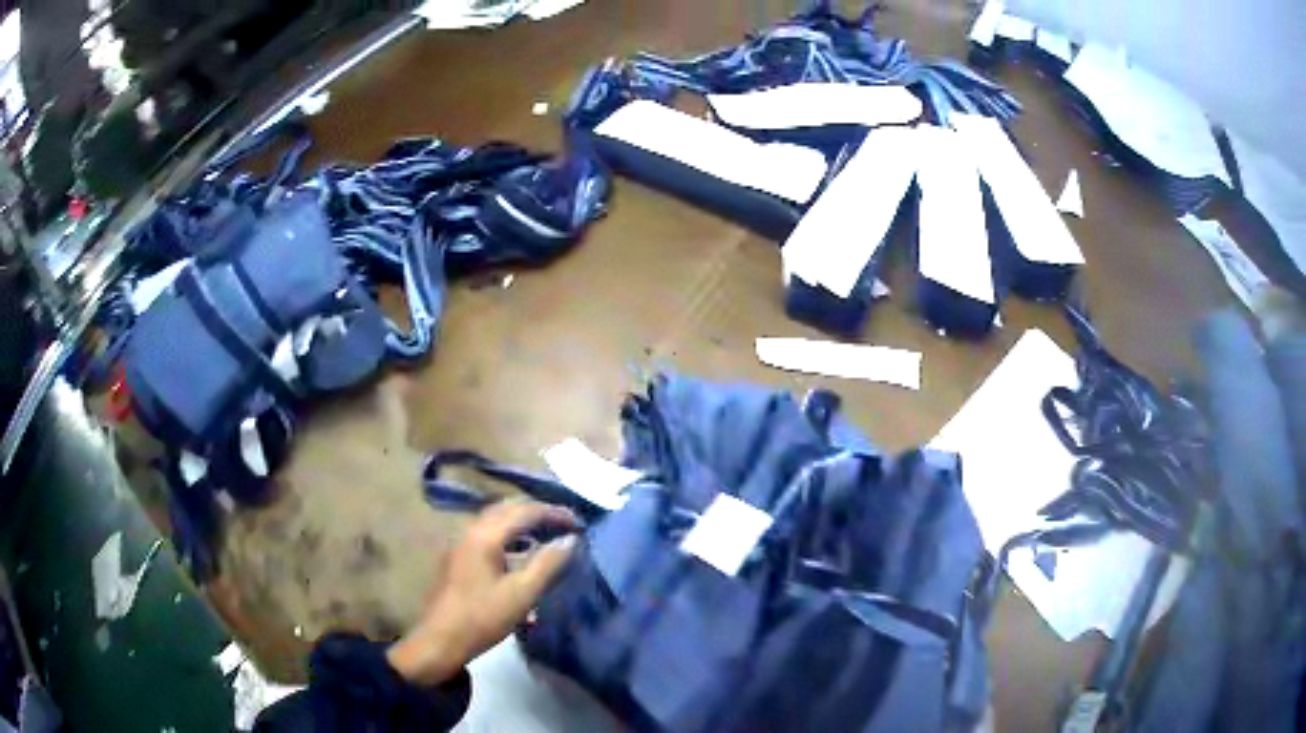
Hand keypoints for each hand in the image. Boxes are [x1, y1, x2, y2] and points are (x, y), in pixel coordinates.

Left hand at [386, 501, 578, 684]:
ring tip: (546, 535)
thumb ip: (548, 564)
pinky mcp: (457, 557)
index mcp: (485, 535)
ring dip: (522, 523)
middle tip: (564, 523)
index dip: (554, 513)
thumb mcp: (522, 594)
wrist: (440, 640)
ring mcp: (460, 543)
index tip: (578, 522)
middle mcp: (470, 530)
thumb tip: (571, 539)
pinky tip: (519, 553)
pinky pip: (487, 533)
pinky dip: (508, 535)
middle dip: (537, 512)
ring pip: (495, 521)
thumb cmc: (483, 617)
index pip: (525, 511)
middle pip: (507, 509)